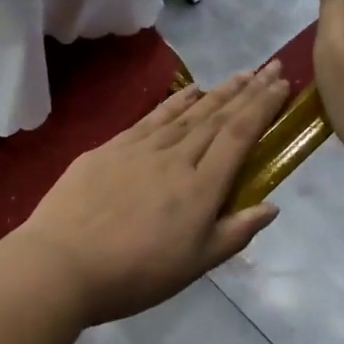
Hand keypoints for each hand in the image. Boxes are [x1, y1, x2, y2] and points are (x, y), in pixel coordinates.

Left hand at [2, 64, 288, 326]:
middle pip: (217, 118)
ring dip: (217, 92)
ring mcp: (140, 149)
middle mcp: (175, 158)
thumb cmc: (134, 275)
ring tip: (240, 75)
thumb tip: (272, 206)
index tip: (281, 85)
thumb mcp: (194, 266)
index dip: (263, 108)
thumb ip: (234, 233)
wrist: (61, 264)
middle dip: (247, 91)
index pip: (239, 137)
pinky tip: (189, 91)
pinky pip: (152, 117)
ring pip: (187, 113)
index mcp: (200, 188)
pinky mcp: (110, 148)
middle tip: (270, 68)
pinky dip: (175, 101)